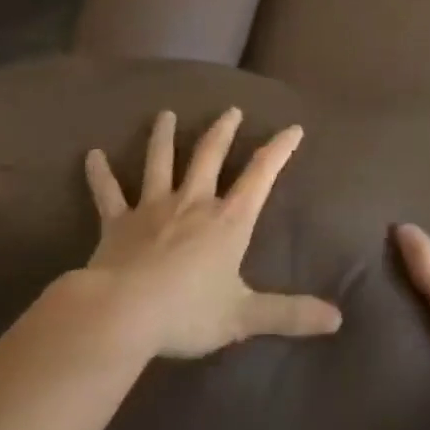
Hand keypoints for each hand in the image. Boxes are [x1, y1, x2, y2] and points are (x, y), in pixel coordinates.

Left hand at [82, 107, 343, 358]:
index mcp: (228, 220)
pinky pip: (107, 193)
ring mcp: (153, 208)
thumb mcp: (244, 316)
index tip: (292, 128)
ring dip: (163, 137)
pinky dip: (99, 174)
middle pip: (209, 156)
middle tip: (231, 110)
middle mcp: (193, 202)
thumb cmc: (187, 313)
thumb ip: (290, 314)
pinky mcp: (117, 223)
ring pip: (159, 162)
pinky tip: (91, 155)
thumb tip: (338, 320)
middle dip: (223, 131)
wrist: (123, 314)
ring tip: (165, 114)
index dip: (279, 150)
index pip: (260, 175)